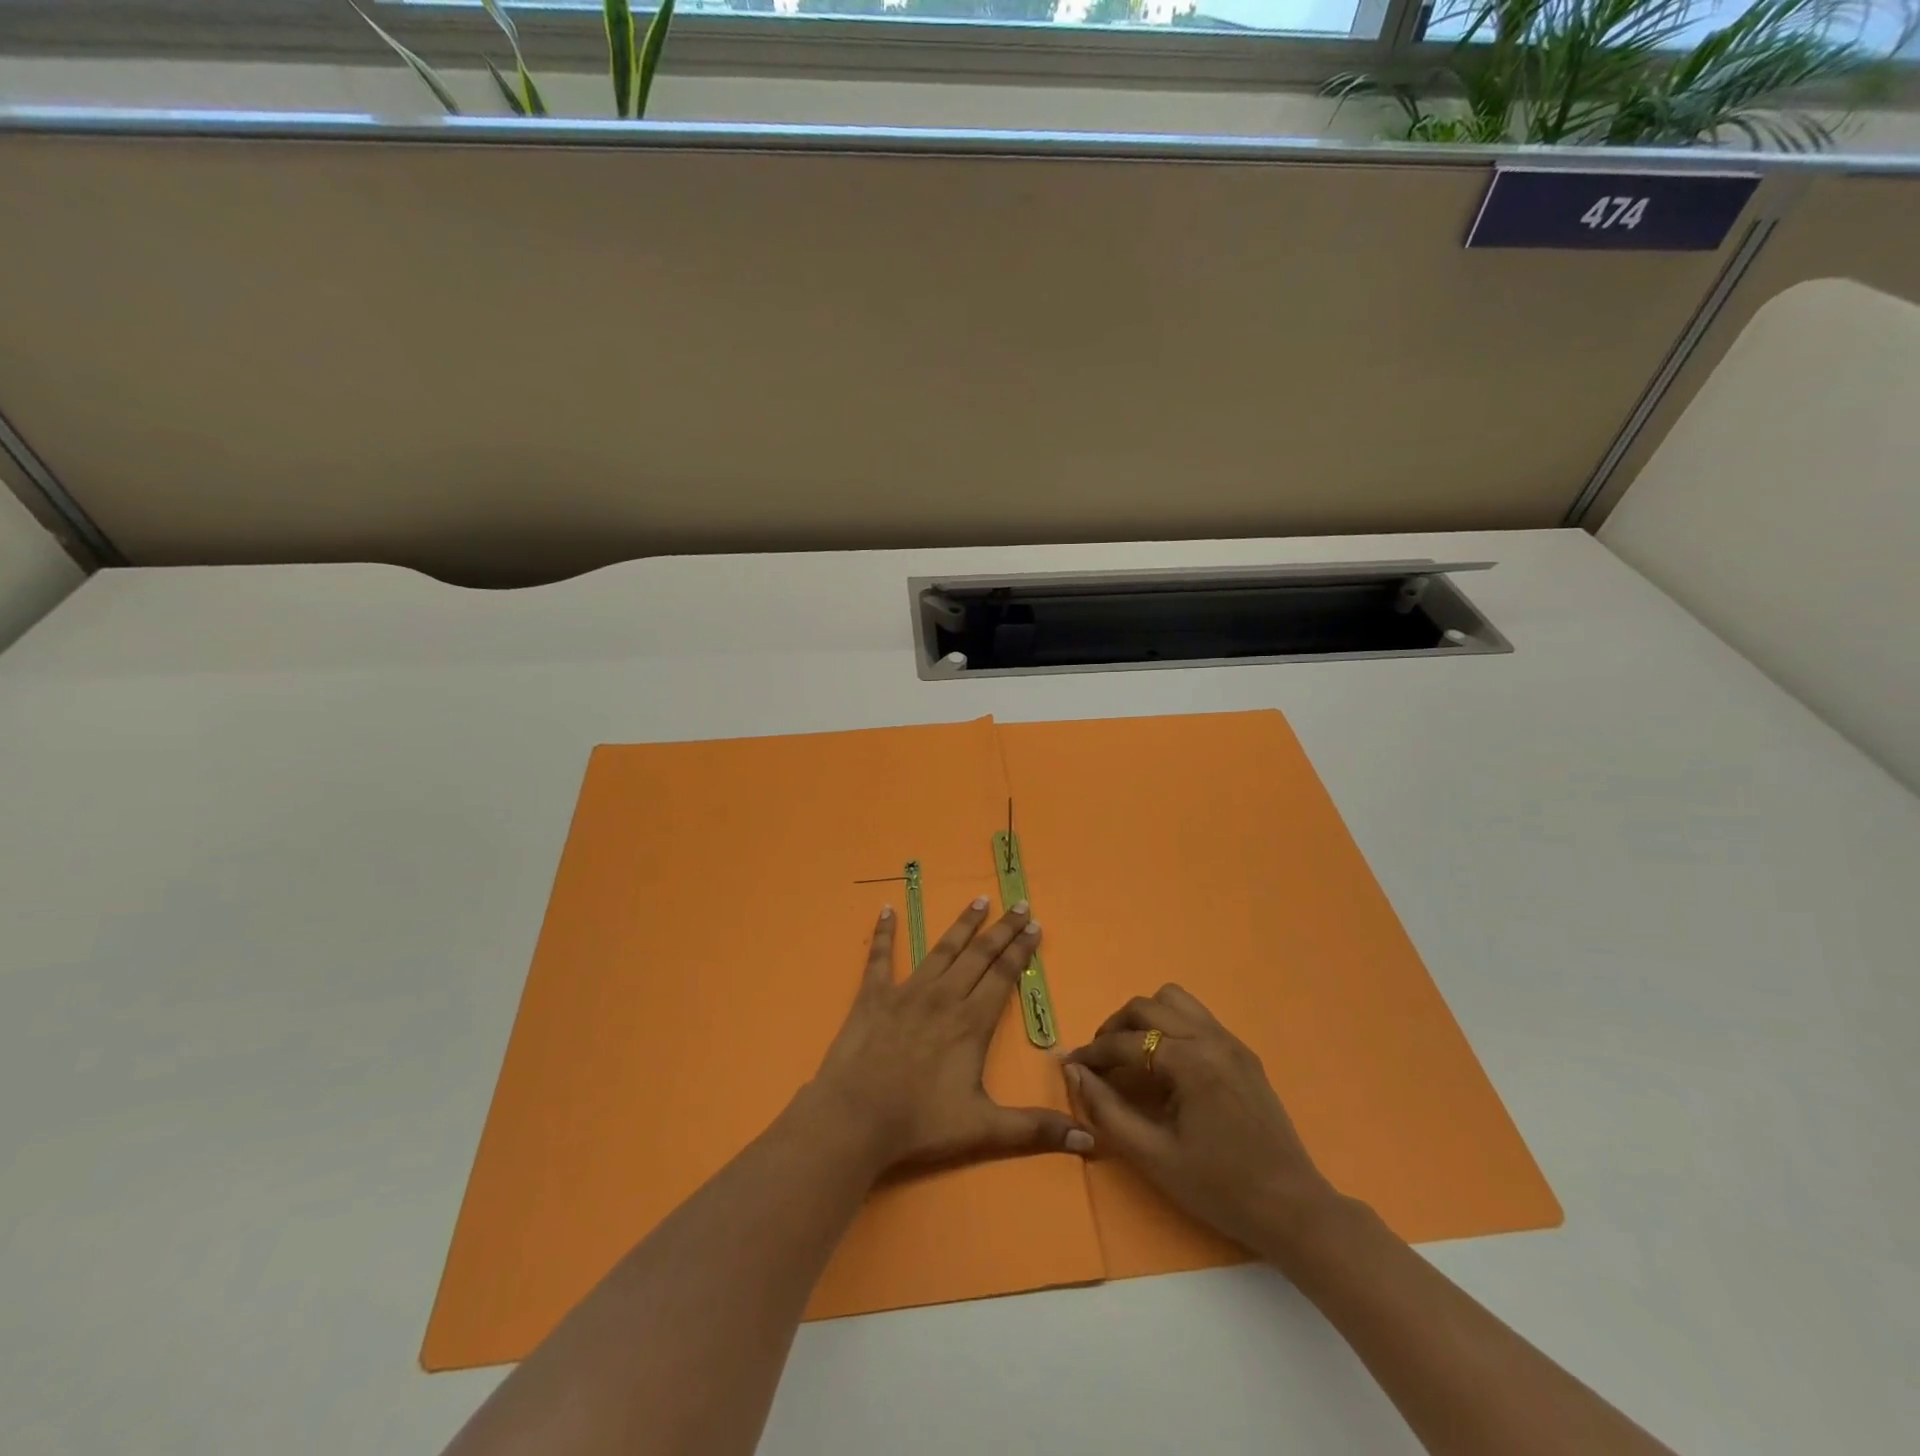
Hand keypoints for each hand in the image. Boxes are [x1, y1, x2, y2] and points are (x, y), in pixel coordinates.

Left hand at [809, 899, 1091, 1174]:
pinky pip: (879, 957)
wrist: (855, 1118)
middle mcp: (943, 996)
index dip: (1020, 949)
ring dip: (962, 924)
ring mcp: (906, 992)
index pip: (1003, 975)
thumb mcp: (984, 1129)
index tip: (1035, 925)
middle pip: (979, 954)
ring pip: (941, 949)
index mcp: (971, 1022)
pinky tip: (887, 909)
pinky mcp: (873, 996)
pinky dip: (884, 932)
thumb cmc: (920, 1123)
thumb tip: (1088, 1141)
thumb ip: (1035, 1129)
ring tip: (979, 900)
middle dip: (1002, 929)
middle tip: (1018, 904)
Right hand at [1064, 984, 1341, 1256]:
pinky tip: (1165, 1063)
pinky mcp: (1243, 1053)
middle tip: (1100, 1061)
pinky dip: (1170, 1026)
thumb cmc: (1220, 1188)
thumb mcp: (1154, 1157)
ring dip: (1145, 1018)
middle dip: (1115, 1028)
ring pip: (1174, 1000)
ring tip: (1132, 1053)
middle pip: (1147, 1006)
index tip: (1071, 1065)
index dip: (1093, 1053)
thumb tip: (1074, 1072)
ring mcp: (1230, 1041)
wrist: (1292, 1208)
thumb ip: (1108, 1110)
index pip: (1126, 1042)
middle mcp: (1210, 1038)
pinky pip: (1196, 1017)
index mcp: (1191, 1061)